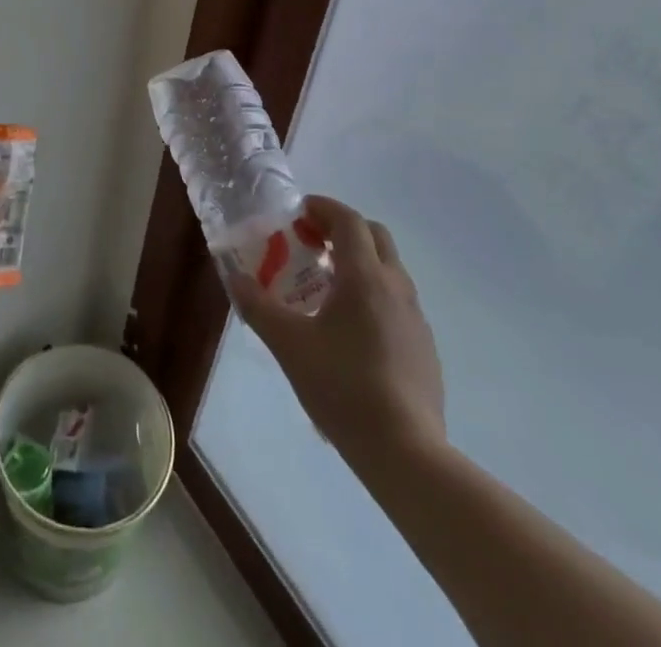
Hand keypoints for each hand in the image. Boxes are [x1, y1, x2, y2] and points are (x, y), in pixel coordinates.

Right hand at [229, 196, 445, 467]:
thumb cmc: (343, 387)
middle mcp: (396, 285)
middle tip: (311, 244)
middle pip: (374, 235)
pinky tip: (351, 328)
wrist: (406, 452)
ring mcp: (415, 317)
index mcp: (365, 276)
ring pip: (388, 268)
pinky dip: (373, 292)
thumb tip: (235, 279)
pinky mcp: (424, 346)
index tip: (298, 212)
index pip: (348, 220)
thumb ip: (259, 307)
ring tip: (325, 286)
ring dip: (359, 261)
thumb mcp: (289, 345)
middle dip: (343, 229)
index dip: (323, 207)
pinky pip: (396, 300)